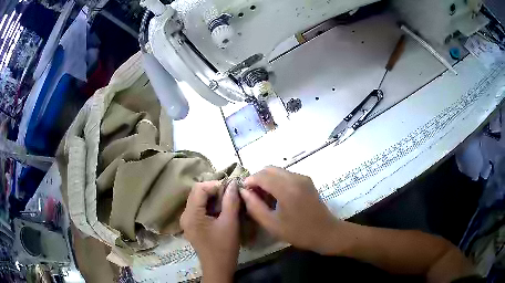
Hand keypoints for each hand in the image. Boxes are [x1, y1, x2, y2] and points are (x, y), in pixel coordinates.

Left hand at [180, 181, 239, 282]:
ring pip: (198, 200)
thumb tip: (233, 184)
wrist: (218, 268)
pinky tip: (221, 212)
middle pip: (197, 193)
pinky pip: (199, 209)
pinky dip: (210, 206)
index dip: (215, 185)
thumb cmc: (224, 247)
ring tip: (228, 203)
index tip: (231, 191)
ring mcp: (187, 221)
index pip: (199, 188)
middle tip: (230, 196)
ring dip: (212, 199)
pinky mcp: (192, 226)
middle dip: (214, 191)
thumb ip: (231, 201)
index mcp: (191, 214)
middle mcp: (185, 215)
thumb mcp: (230, 223)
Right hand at [240, 167, 341, 253]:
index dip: (249, 181)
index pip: (261, 175)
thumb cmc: (299, 232)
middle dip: (257, 179)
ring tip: (264, 197)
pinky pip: (287, 175)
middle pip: (269, 169)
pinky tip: (277, 197)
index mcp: (287, 189)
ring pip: (278, 171)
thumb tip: (243, 192)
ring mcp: (303, 178)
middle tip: (253, 195)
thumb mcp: (272, 224)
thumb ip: (254, 206)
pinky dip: (277, 181)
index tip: (243, 192)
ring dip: (267, 180)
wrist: (326, 232)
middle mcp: (295, 178)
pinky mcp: (307, 181)